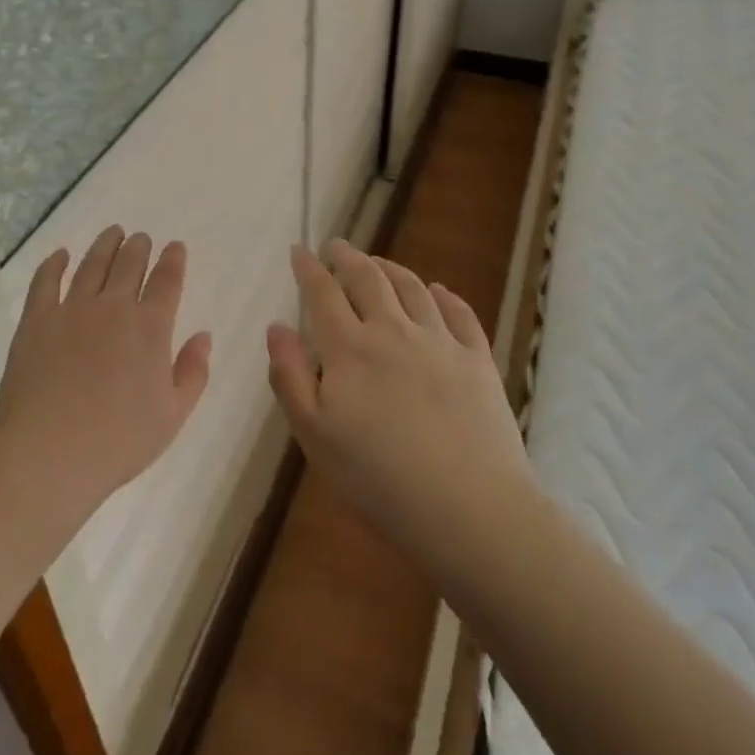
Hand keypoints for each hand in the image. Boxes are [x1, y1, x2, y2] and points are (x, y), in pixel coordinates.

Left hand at [0, 226, 212, 511]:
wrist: (50, 453)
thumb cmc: (119, 440)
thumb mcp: (173, 415)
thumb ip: (193, 372)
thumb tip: (203, 336)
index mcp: (150, 327)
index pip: (167, 281)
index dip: (173, 260)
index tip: (175, 246)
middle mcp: (113, 307)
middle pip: (129, 264)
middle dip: (139, 247)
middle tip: (141, 237)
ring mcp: (72, 309)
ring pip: (92, 264)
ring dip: (105, 245)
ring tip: (113, 232)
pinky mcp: (36, 320)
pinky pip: (46, 281)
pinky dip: (55, 263)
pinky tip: (61, 255)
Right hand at [267, 240, 530, 568]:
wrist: (469, 508)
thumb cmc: (378, 478)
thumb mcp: (315, 436)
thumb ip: (290, 377)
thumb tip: (277, 327)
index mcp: (350, 349)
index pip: (323, 294)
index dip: (309, 268)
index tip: (299, 250)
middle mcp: (393, 331)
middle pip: (368, 279)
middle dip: (348, 258)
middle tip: (337, 246)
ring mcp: (440, 342)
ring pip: (412, 288)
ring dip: (391, 269)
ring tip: (378, 263)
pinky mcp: (477, 360)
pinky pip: (459, 314)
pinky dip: (445, 296)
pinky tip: (438, 291)